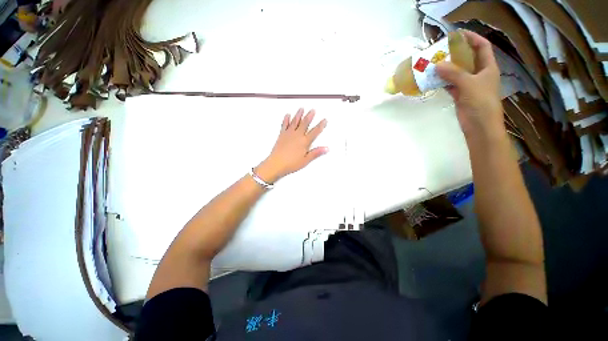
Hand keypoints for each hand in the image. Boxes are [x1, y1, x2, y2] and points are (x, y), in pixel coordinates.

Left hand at [255, 108, 327, 183]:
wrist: (276, 163)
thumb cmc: (291, 163)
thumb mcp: (306, 160)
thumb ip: (316, 153)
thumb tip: (326, 149)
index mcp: (304, 142)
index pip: (315, 132)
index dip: (320, 125)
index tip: (324, 120)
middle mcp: (297, 135)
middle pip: (305, 123)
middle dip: (309, 116)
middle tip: (313, 110)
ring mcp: (289, 134)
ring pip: (295, 121)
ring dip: (298, 114)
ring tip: (301, 109)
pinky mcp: (281, 135)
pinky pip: (284, 125)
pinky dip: (286, 119)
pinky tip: (287, 115)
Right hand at [436, 31, 503, 140]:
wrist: (480, 126)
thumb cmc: (481, 103)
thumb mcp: (469, 84)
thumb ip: (454, 74)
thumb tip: (437, 65)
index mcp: (488, 67)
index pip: (482, 47)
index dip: (472, 38)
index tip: (457, 34)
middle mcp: (479, 74)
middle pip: (468, 58)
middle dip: (456, 53)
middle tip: (441, 50)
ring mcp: (469, 85)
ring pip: (457, 72)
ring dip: (447, 68)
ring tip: (433, 64)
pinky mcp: (461, 95)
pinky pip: (451, 84)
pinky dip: (443, 82)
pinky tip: (433, 80)